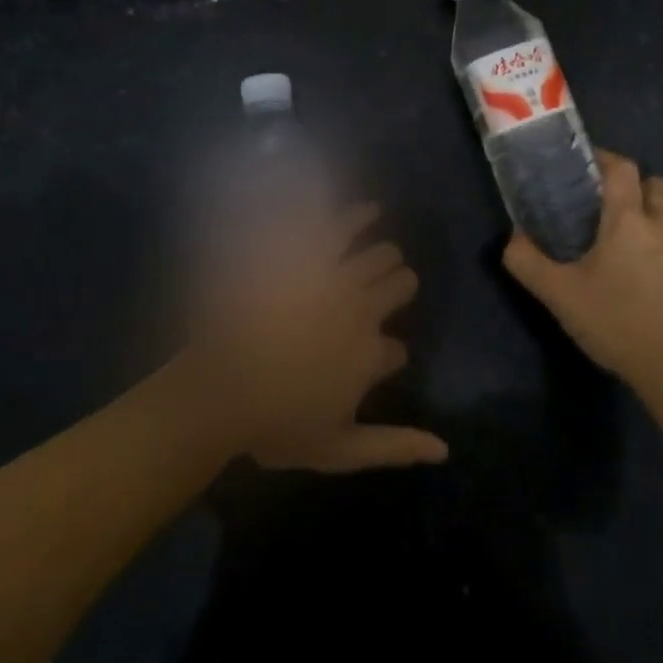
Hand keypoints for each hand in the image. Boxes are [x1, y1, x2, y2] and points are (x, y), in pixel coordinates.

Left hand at [185, 202, 448, 473]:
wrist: (217, 388)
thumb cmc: (274, 424)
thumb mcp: (337, 451)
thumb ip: (393, 447)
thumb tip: (445, 450)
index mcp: (370, 355)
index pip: (399, 351)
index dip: (388, 359)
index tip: (373, 364)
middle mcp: (362, 309)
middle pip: (401, 284)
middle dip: (399, 289)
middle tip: (385, 294)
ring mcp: (334, 278)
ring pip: (381, 253)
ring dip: (385, 256)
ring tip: (381, 257)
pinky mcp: (306, 255)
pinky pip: (339, 225)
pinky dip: (356, 215)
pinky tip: (368, 211)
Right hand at [504, 150, 662, 389]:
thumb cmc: (616, 323)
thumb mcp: (559, 296)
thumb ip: (527, 262)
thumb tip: (512, 238)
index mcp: (629, 220)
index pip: (622, 168)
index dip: (606, 159)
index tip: (589, 168)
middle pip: (656, 184)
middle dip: (636, 188)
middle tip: (612, 209)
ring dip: (657, 218)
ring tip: (636, 245)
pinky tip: (659, 282)